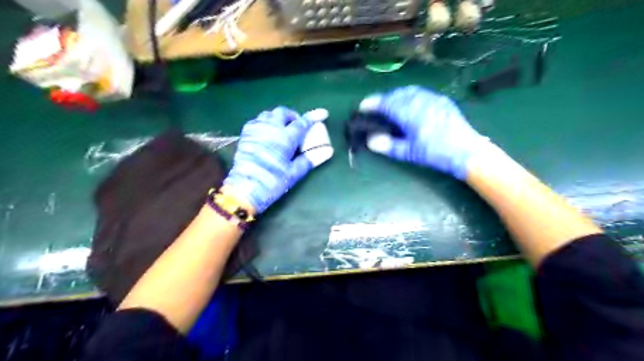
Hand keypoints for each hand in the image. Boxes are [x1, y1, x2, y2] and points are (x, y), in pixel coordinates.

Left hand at [224, 107, 318, 214]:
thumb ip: (310, 159)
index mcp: (285, 137)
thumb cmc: (273, 181)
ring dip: (277, 118)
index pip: (303, 122)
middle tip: (297, 125)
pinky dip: (265, 122)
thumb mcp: (294, 172)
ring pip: (268, 114)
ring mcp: (256, 129)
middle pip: (283, 112)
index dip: (313, 116)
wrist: (245, 188)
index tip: (323, 113)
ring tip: (282, 128)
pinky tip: (266, 132)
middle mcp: (271, 128)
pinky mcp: (245, 135)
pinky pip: (256, 121)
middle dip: (292, 115)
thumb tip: (328, 151)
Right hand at [361, 85, 490, 179]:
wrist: (467, 151)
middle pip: (396, 94)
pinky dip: (410, 96)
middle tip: (375, 107)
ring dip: (396, 95)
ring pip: (409, 91)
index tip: (362, 106)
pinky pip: (421, 93)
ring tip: (390, 104)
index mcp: (410, 113)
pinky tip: (410, 104)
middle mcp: (420, 101)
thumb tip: (370, 140)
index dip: (372, 103)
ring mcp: (433, 99)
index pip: (386, 103)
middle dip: (383, 98)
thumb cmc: (435, 153)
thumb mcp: (409, 152)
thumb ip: (388, 145)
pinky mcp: (442, 101)